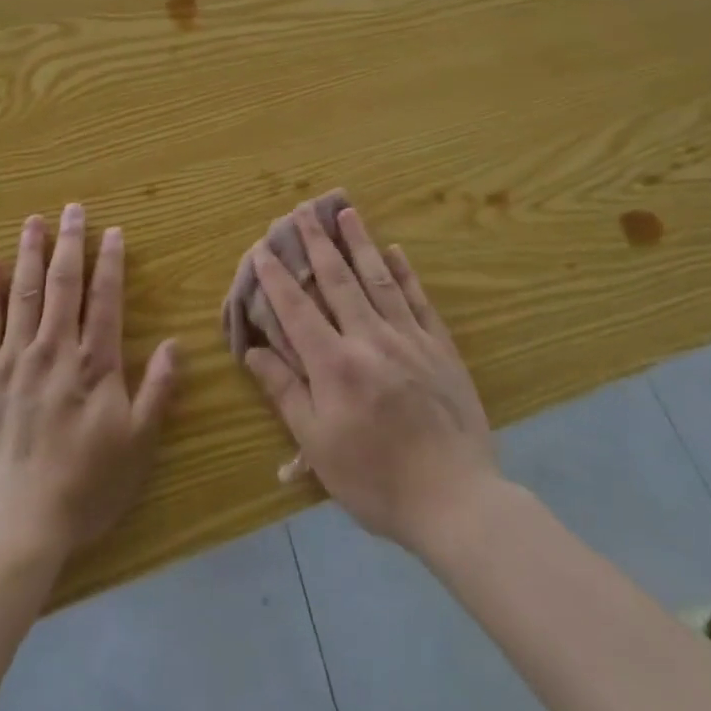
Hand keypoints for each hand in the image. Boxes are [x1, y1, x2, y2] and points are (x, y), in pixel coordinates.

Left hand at [0, 205, 178, 564]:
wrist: (10, 527)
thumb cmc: (81, 489)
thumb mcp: (136, 446)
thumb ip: (157, 391)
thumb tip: (176, 343)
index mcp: (94, 364)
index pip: (105, 299)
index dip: (110, 262)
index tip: (111, 231)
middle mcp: (53, 349)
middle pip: (64, 284)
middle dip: (70, 243)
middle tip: (73, 209)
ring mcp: (11, 359)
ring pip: (25, 292)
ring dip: (31, 253)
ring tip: (35, 221)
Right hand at [240, 203, 497, 553]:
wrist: (457, 501)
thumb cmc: (377, 479)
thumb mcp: (319, 446)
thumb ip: (285, 392)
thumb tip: (254, 351)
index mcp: (335, 364)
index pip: (297, 309)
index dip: (276, 277)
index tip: (262, 248)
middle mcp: (369, 339)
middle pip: (338, 280)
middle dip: (318, 242)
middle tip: (304, 209)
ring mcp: (409, 339)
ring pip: (379, 279)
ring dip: (360, 243)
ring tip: (348, 211)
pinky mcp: (440, 348)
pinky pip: (419, 300)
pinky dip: (406, 273)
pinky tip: (397, 251)